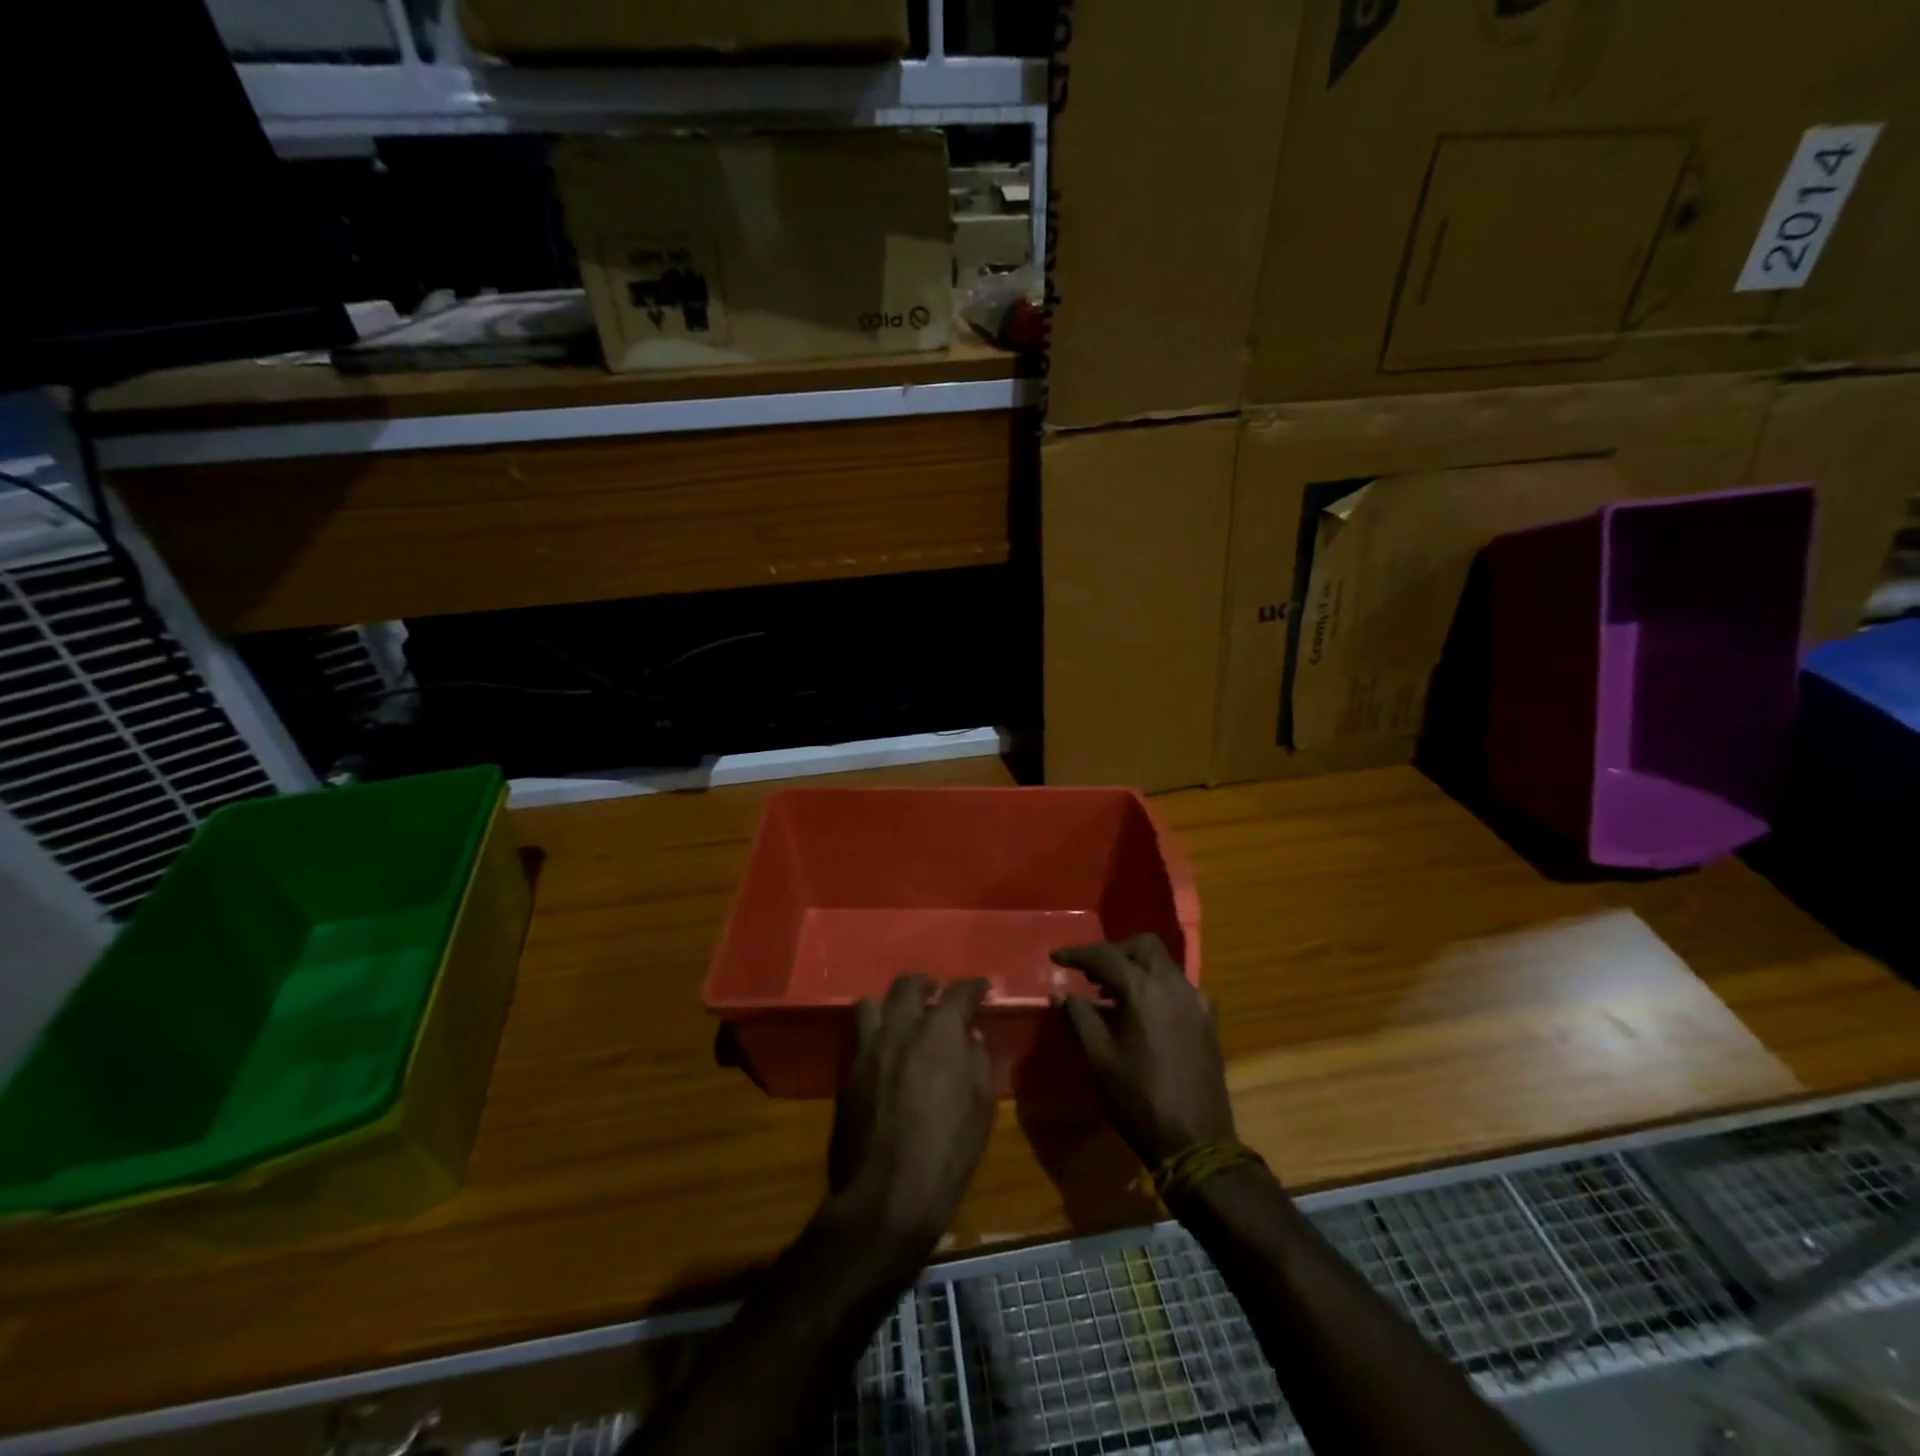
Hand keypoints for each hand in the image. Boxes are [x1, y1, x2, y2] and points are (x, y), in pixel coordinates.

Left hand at [827, 974, 994, 1256]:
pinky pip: (859, 1036)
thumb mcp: (981, 1106)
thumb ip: (977, 1061)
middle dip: (927, 984)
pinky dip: (875, 1033)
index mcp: (940, 1032)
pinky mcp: (849, 1071)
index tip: (982, 989)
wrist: (889, 1192)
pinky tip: (885, 1050)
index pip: (959, 992)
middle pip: (909, 985)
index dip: (973, 987)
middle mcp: (901, 1028)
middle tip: (937, 994)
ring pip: (873, 1002)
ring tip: (902, 1018)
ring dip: (891, 1004)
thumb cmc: (948, 1150)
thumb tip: (969, 1037)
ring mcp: (869, 1048)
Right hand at [1052, 934, 1235, 1167]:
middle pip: (1144, 947)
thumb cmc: (1140, 1101)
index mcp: (1145, 992)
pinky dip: (1156, 987)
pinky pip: (1178, 987)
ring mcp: (1197, 1003)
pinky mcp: (1208, 1021)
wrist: (1197, 1143)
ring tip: (1110, 994)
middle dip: (1114, 952)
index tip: (1056, 958)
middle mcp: (1175, 987)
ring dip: (1136, 968)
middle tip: (1090, 973)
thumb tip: (1060, 995)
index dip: (1078, 954)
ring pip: (1164, 965)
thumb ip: (1080, 1018)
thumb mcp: (1100, 1060)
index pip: (1107, 956)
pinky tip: (1141, 1014)